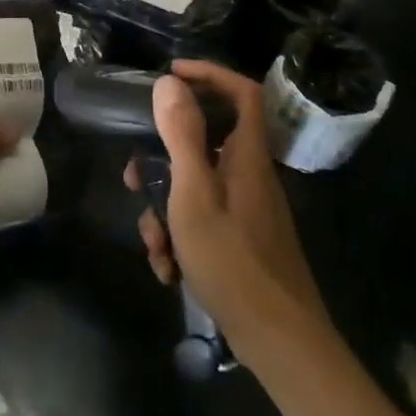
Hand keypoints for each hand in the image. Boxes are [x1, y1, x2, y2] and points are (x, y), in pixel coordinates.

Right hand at [125, 61, 329, 361]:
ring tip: (156, 246)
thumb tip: (170, 82)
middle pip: (205, 144)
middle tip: (135, 177)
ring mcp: (246, 210)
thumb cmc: (233, 260)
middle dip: (163, 160)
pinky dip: (181, 238)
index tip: (171, 74)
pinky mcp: (241, 240)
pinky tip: (170, 270)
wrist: (279, 342)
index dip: (210, 74)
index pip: (242, 92)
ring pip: (196, 188)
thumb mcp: (195, 193)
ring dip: (166, 212)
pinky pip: (203, 221)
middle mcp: (249, 175)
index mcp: (246, 156)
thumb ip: (182, 135)